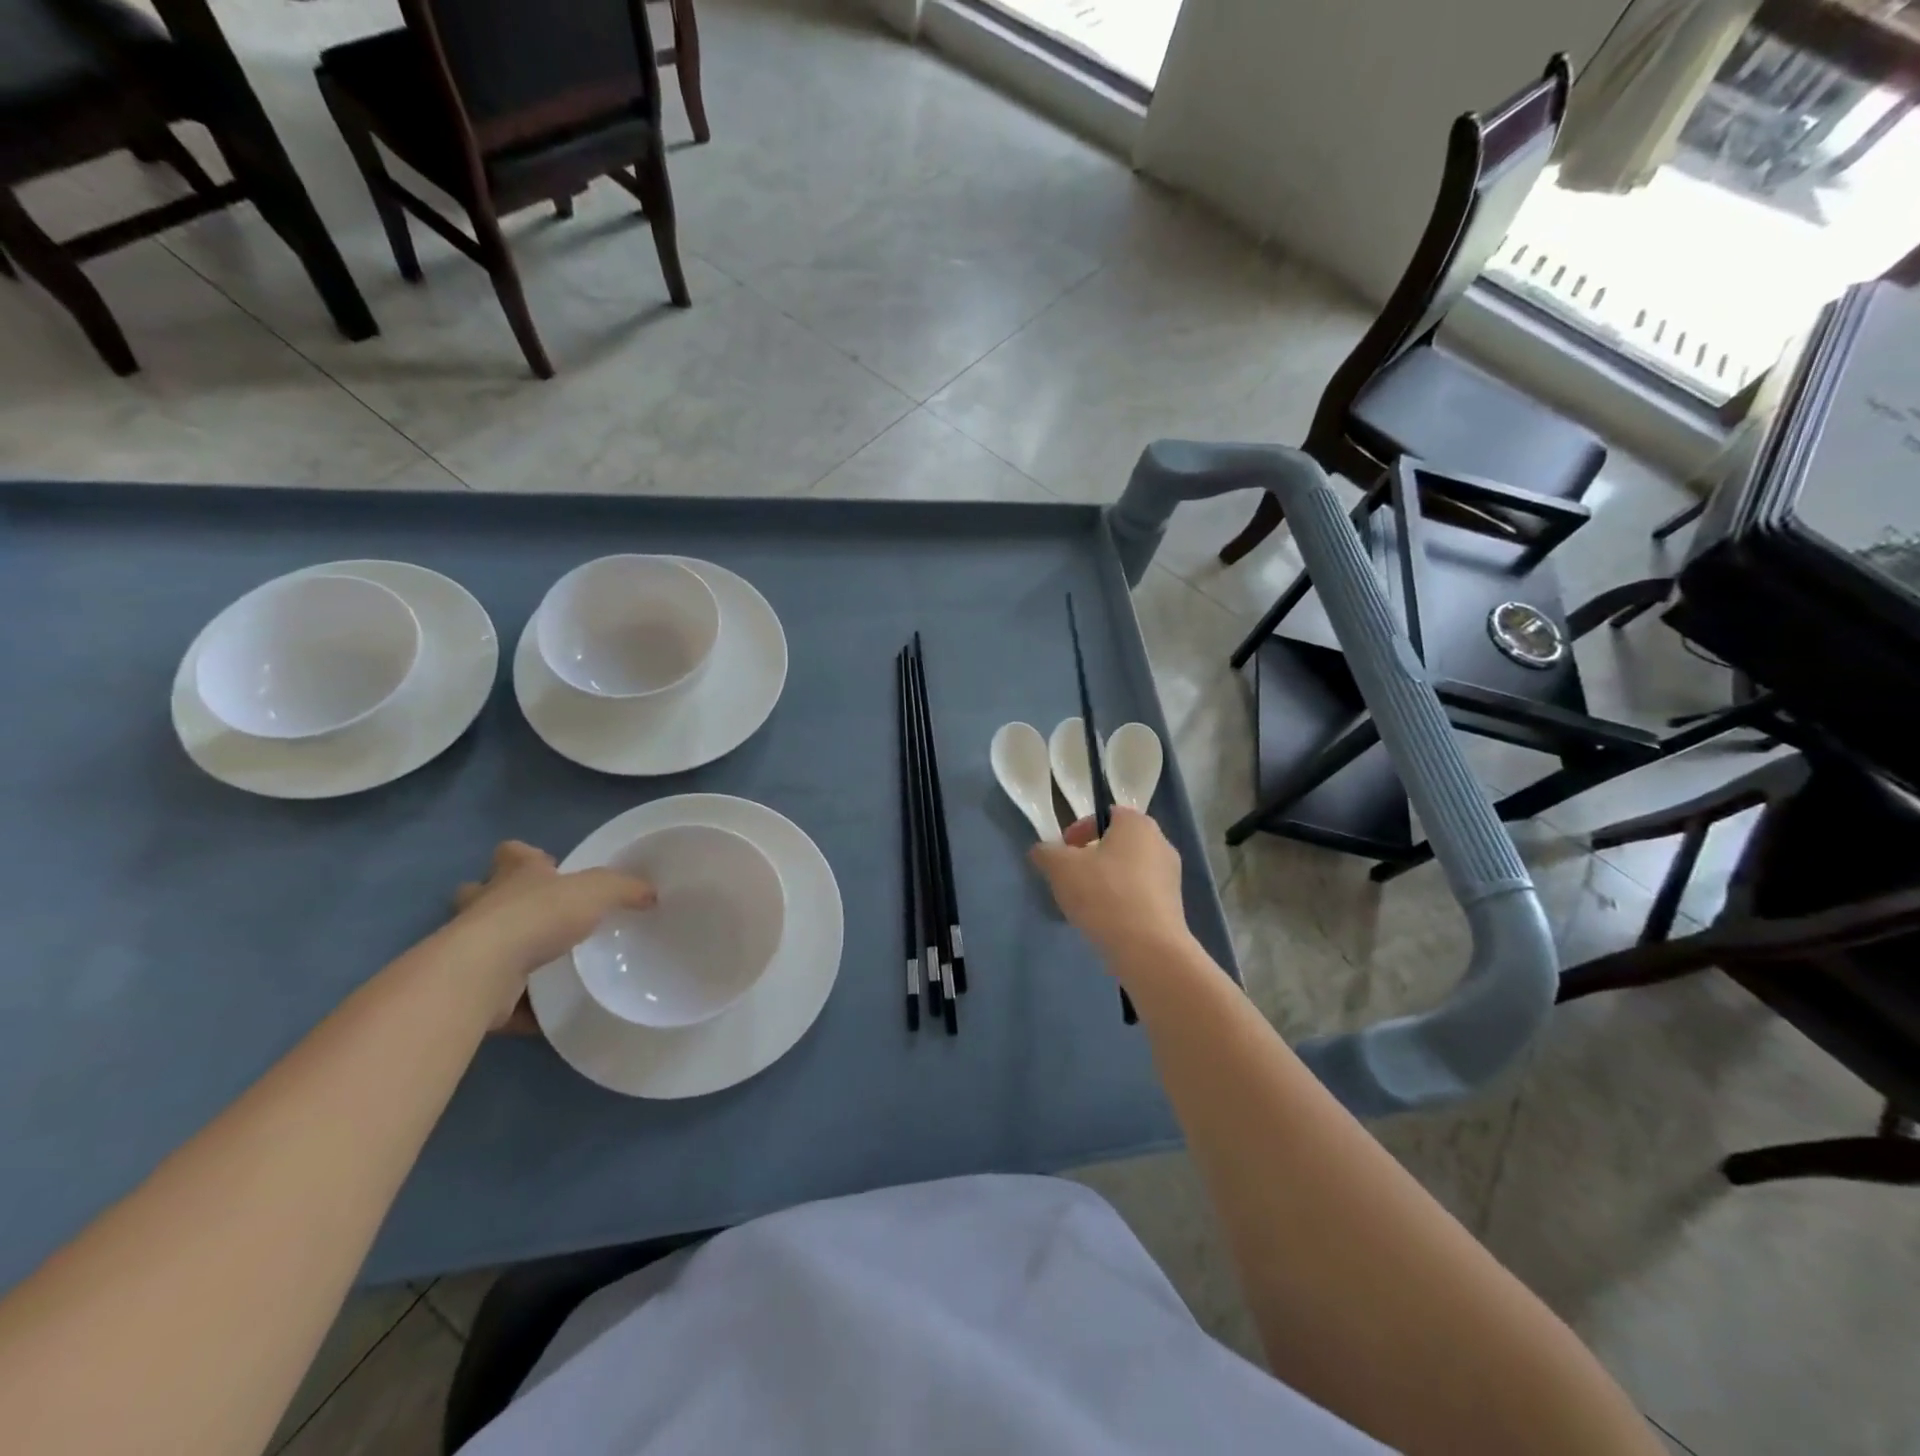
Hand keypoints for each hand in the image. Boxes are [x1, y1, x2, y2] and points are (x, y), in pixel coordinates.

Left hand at [448, 841, 655, 1026]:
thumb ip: (625, 889)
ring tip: (543, 966)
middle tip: (534, 916)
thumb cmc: (539, 915)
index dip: (526, 857)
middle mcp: (485, 906)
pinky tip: (543, 1013)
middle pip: (480, 893)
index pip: (513, 854)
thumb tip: (651, 894)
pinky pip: (497, 996)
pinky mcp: (472, 988)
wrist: (485, 971)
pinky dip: (516, 1005)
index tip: (546, 867)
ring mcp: (470, 948)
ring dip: (504, 952)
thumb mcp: (597, 890)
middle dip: (499, 901)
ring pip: (483, 944)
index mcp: (514, 876)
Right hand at [1029, 808, 1190, 968]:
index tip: (1063, 852)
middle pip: (1117, 843)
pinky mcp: (1174, 907)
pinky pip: (1140, 895)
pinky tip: (1106, 922)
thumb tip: (1042, 851)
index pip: (1105, 814)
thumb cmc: (1104, 894)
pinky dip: (1122, 902)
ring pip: (1129, 870)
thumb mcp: (1060, 867)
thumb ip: (1046, 852)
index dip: (1079, 830)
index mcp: (1137, 824)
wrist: (1148, 949)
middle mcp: (1160, 843)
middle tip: (1070, 877)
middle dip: (1092, 857)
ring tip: (1085, 904)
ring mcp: (1171, 876)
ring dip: (1106, 880)